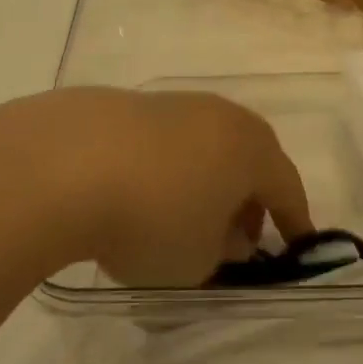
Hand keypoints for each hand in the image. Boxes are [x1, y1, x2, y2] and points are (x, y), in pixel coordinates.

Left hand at [0, 88, 312, 286]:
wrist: (65, 163)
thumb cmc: (152, 219)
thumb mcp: (198, 260)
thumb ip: (224, 251)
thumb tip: (228, 234)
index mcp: (251, 148)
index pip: (287, 187)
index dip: (294, 222)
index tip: (296, 248)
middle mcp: (222, 116)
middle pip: (250, 157)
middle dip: (250, 198)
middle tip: (238, 236)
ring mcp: (176, 104)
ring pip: (208, 144)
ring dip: (208, 179)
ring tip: (186, 216)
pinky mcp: (133, 103)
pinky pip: (169, 140)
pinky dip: (170, 167)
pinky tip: (142, 193)